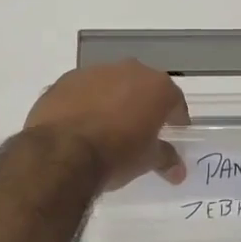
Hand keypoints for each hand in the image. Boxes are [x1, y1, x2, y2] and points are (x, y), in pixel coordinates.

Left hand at [24, 60, 188, 189]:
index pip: (175, 100)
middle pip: (143, 86)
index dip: (176, 117)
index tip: (173, 131)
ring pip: (111, 84)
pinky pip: (84, 90)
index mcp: (157, 87)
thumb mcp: (147, 160)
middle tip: (140, 128)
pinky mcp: (66, 79)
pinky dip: (86, 102)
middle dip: (144, 104)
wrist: (62, 151)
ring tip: (107, 127)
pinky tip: (80, 124)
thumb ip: (165, 159)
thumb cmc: (116, 154)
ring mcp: (95, 71)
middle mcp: (129, 70)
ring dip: (113, 100)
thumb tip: (178, 171)